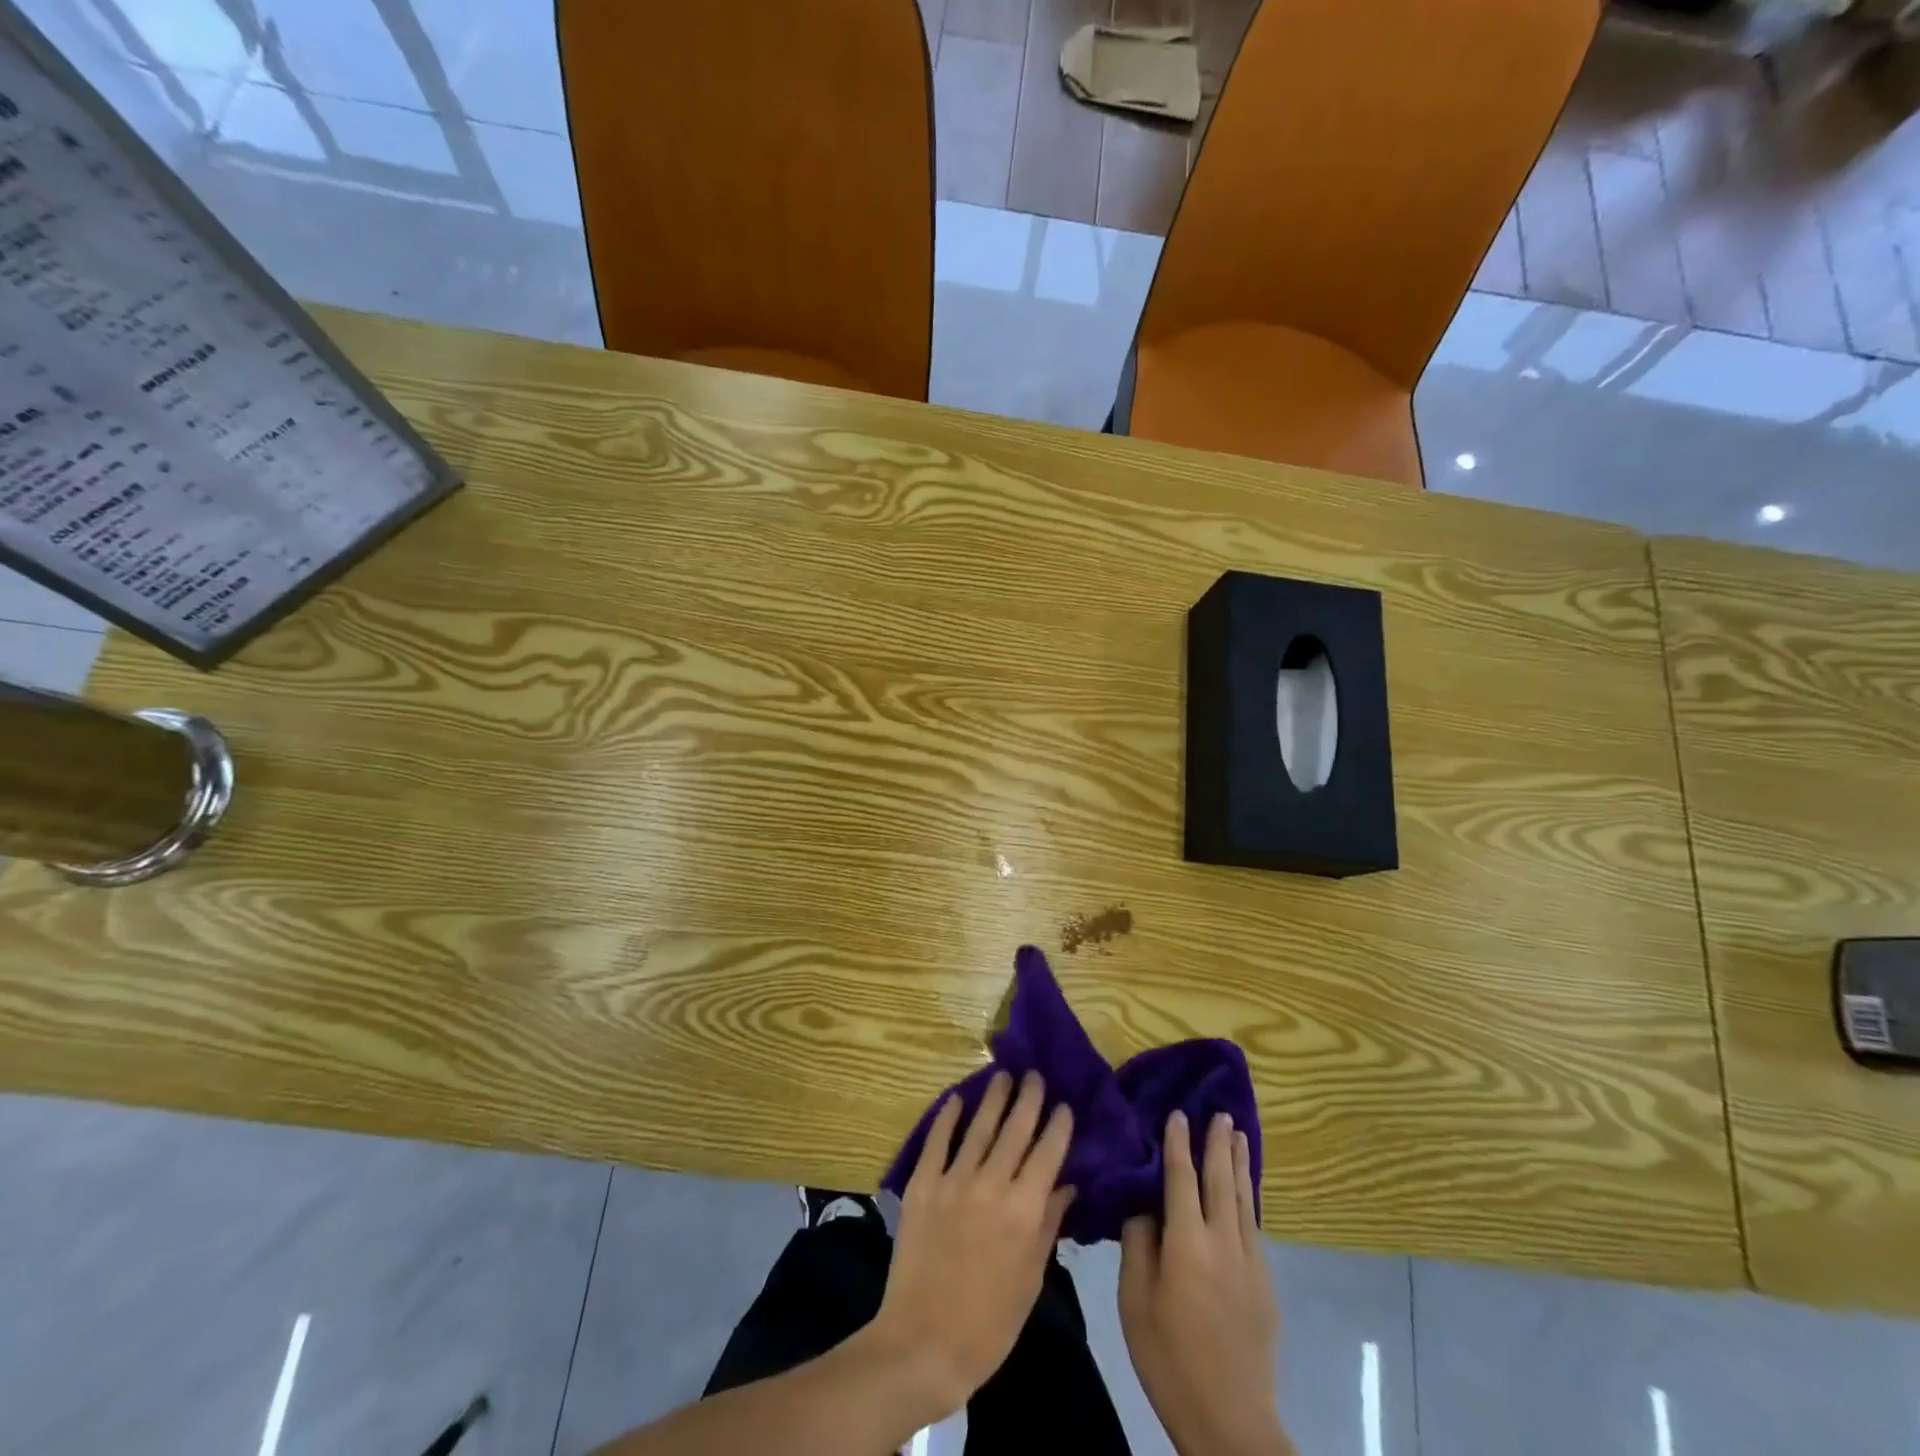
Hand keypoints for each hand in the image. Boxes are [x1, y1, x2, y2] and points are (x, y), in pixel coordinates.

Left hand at [869, 1070, 1074, 1418]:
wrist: (924, 1343)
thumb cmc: (989, 1323)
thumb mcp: (1030, 1278)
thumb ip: (1048, 1224)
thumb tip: (1066, 1184)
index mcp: (1024, 1210)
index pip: (1048, 1153)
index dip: (1058, 1125)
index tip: (1064, 1104)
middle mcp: (992, 1184)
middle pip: (1015, 1130)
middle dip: (1029, 1099)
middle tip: (1035, 1075)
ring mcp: (954, 1180)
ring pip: (979, 1127)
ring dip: (993, 1098)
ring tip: (1003, 1075)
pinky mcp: (923, 1184)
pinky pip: (937, 1141)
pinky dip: (947, 1117)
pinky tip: (956, 1099)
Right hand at [1120, 1111, 1287, 1455]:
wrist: (1231, 1421)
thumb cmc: (1169, 1358)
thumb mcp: (1135, 1301)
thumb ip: (1138, 1245)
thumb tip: (1143, 1206)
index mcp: (1187, 1243)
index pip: (1182, 1179)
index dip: (1178, 1144)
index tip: (1177, 1114)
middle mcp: (1223, 1242)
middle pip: (1220, 1180)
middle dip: (1217, 1144)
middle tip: (1218, 1112)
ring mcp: (1250, 1262)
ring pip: (1243, 1199)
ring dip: (1238, 1163)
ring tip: (1237, 1134)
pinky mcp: (1264, 1283)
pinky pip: (1253, 1223)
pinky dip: (1247, 1195)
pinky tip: (1244, 1188)